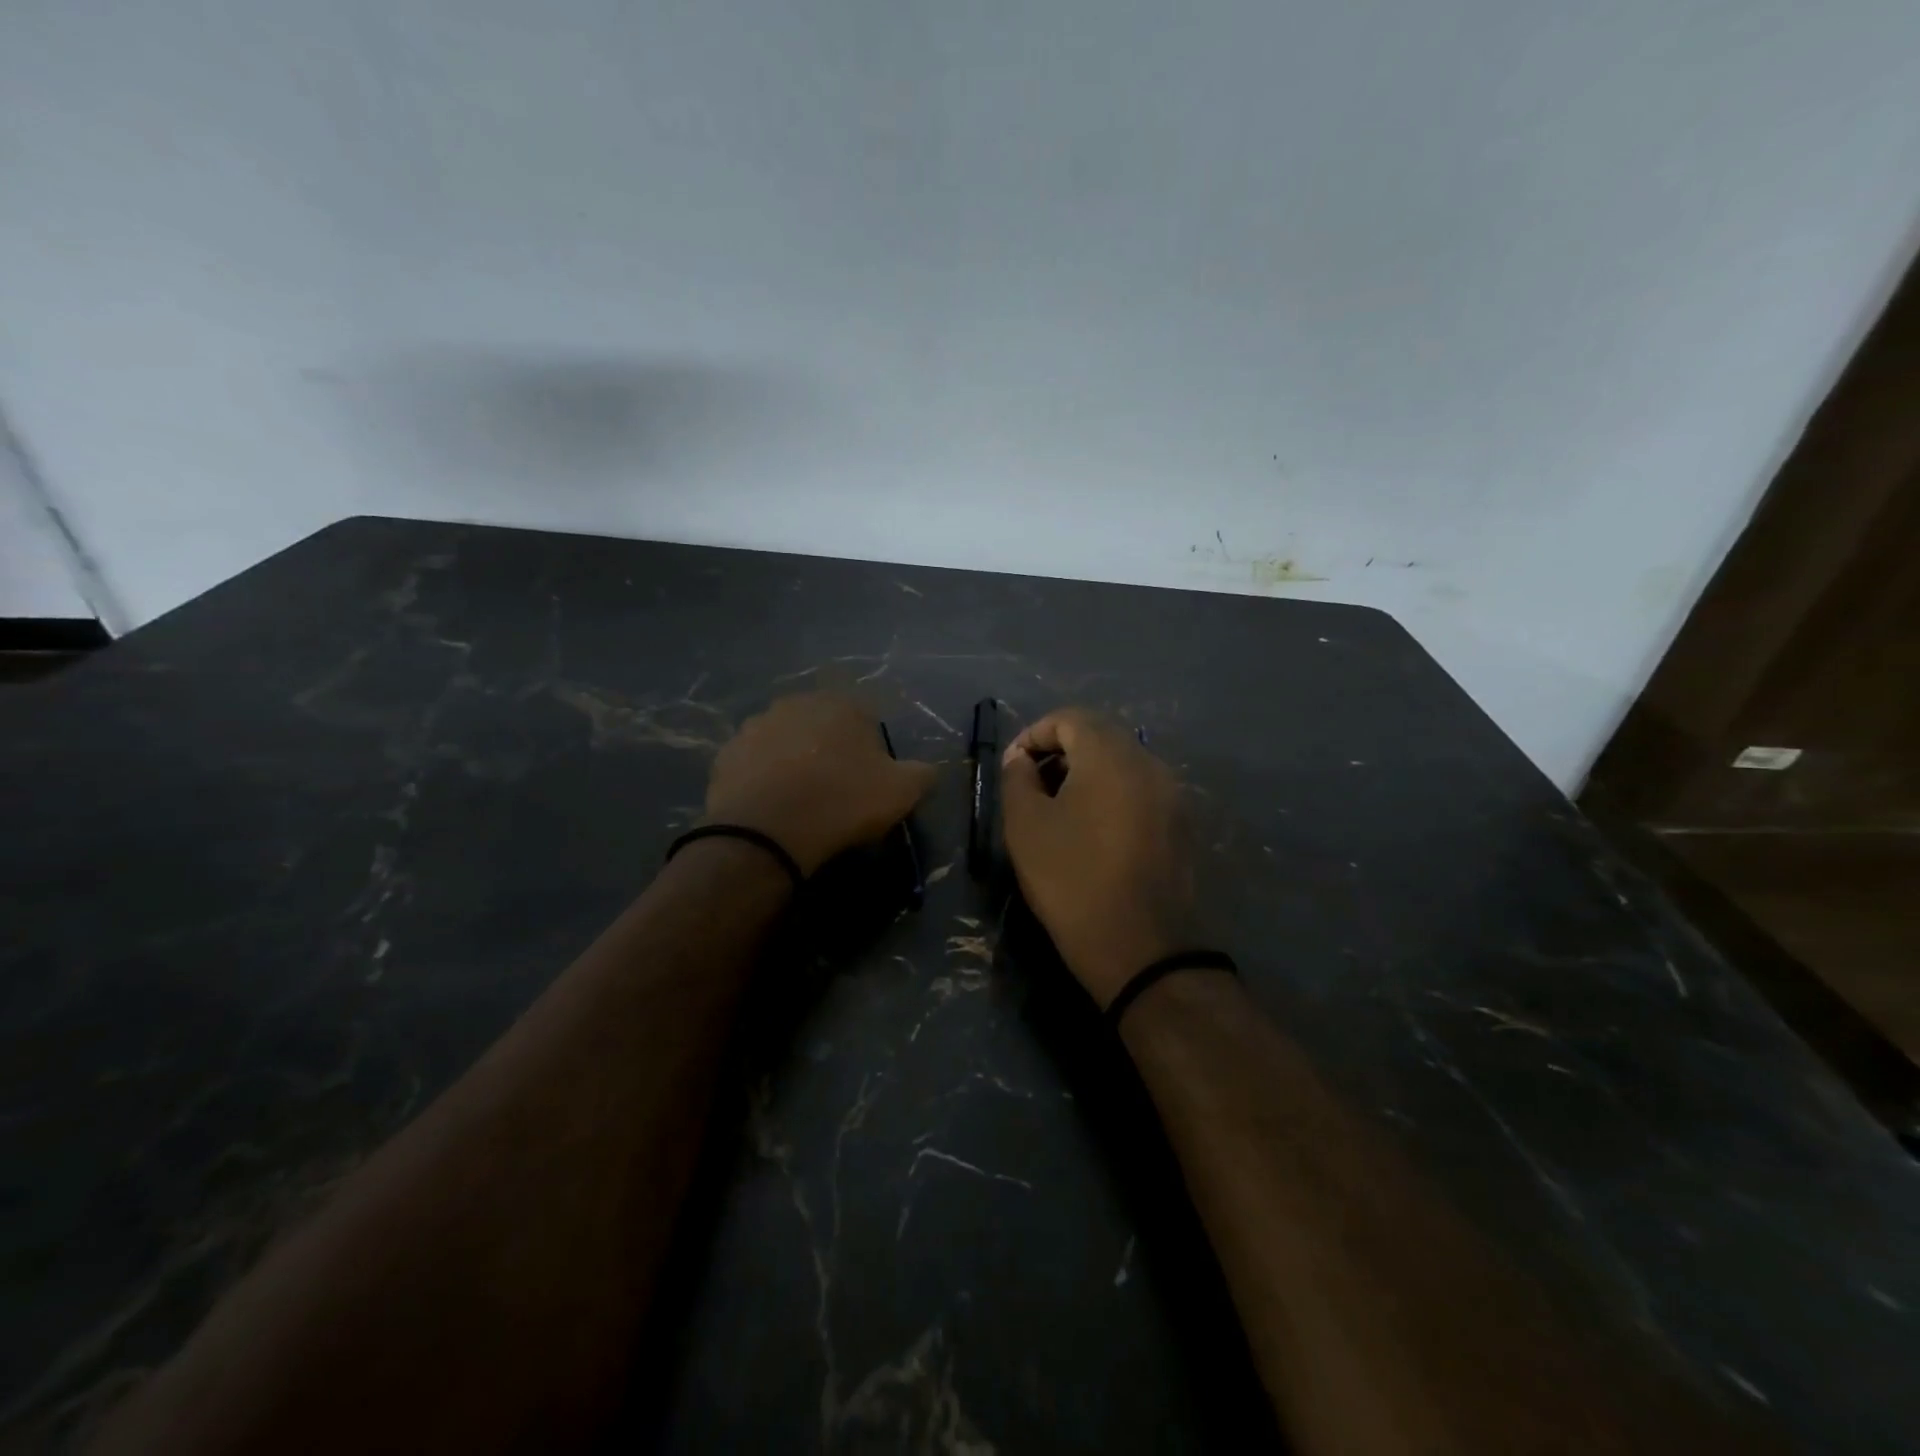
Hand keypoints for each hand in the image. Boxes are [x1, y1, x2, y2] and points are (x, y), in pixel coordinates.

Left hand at [703, 693, 936, 876]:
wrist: (769, 830)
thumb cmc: (843, 801)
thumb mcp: (902, 791)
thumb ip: (922, 774)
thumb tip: (928, 771)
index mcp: (841, 705)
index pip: (864, 719)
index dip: (869, 751)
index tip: (869, 781)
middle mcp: (796, 703)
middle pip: (821, 727)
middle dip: (828, 750)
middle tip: (835, 789)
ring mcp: (756, 726)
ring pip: (784, 742)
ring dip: (793, 761)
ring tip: (800, 800)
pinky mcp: (726, 754)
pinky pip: (754, 764)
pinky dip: (763, 779)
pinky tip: (772, 806)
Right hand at [1000, 709, 1196, 1007]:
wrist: (1142, 949)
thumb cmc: (1072, 880)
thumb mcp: (1026, 826)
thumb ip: (1017, 778)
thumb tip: (1022, 760)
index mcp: (1111, 755)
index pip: (1069, 718)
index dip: (1034, 734)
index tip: (1012, 768)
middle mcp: (1149, 762)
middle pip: (1100, 734)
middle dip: (1060, 750)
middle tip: (1032, 785)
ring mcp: (1172, 793)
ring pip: (1123, 762)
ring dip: (1087, 772)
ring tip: (1060, 808)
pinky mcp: (1182, 823)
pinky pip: (1141, 789)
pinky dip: (1112, 793)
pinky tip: (1094, 830)